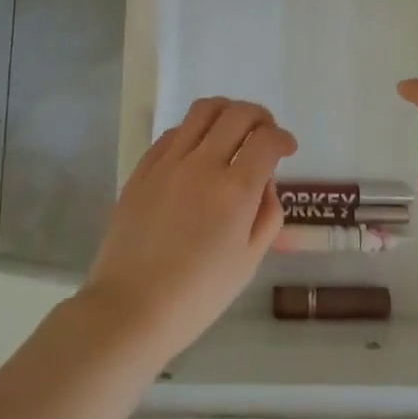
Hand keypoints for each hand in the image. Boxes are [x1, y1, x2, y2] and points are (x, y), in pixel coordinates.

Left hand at [80, 98, 295, 362]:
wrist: (130, 308)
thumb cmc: (197, 295)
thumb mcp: (248, 261)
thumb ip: (267, 214)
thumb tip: (265, 180)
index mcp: (234, 191)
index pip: (266, 139)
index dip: (283, 138)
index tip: (287, 148)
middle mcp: (203, 164)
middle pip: (237, 113)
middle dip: (260, 116)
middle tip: (265, 133)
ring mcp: (169, 162)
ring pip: (203, 110)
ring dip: (226, 111)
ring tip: (232, 129)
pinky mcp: (143, 168)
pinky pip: (173, 132)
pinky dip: (194, 130)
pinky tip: (197, 150)